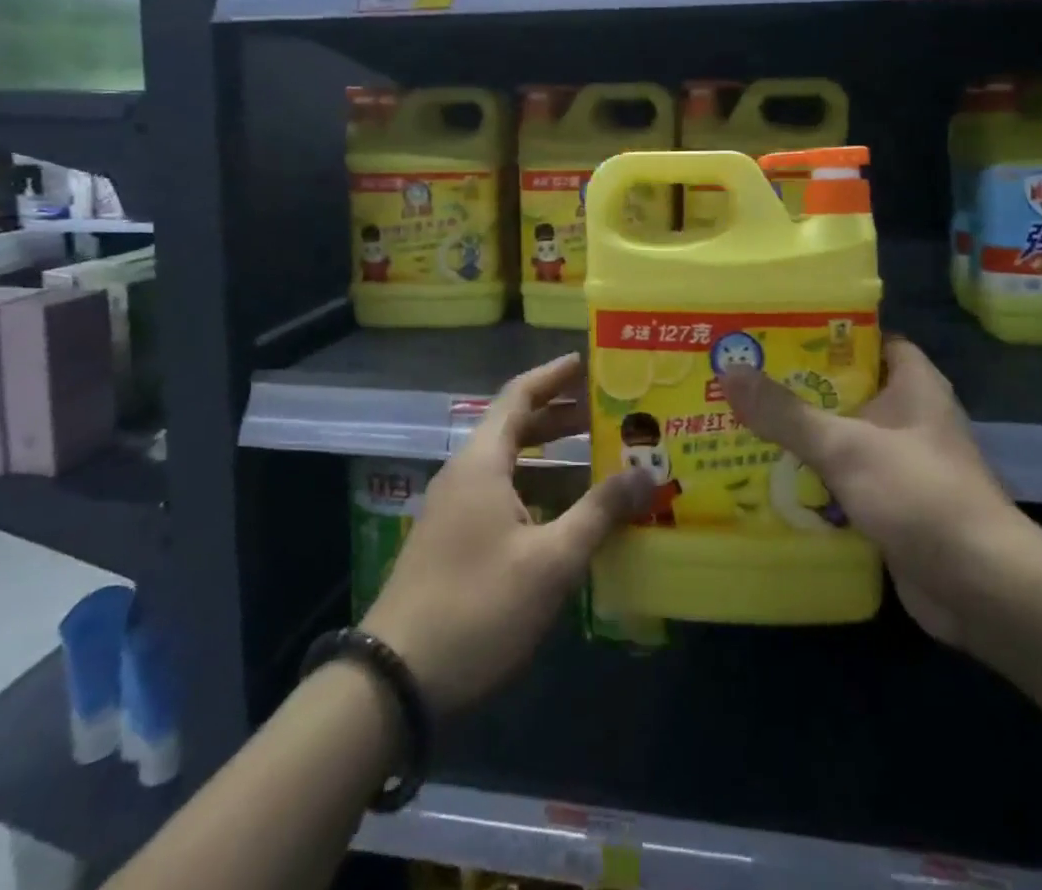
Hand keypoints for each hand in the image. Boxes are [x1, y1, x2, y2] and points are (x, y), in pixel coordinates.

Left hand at [361, 353, 650, 715]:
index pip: (519, 395)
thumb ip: (599, 512)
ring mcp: (456, 510)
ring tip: (601, 459)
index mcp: (482, 461)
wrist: (395, 680)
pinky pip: (504, 497)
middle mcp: (466, 474)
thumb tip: (646, 474)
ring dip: (554, 459)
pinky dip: (539, 493)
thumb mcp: (550, 560)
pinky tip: (570, 516)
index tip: (589, 362)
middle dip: (561, 417)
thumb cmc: (478, 606)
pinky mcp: (455, 542)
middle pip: (516, 427)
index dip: (554, 376)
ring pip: (511, 466)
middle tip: (608, 412)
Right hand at [721, 337, 1041, 645]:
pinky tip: (769, 478)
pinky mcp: (894, 505)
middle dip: (799, 386)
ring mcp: (903, 463)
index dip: (825, 332)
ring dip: (802, 435)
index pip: (868, 338)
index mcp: (914, 384)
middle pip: (847, 388)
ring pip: (843, 436)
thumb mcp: (845, 446)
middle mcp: (910, 417)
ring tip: (742, 422)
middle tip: (743, 377)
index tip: (774, 330)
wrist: (982, 589)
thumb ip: (786, 413)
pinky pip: (845, 479)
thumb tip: (730, 372)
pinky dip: (814, 478)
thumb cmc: (920, 495)